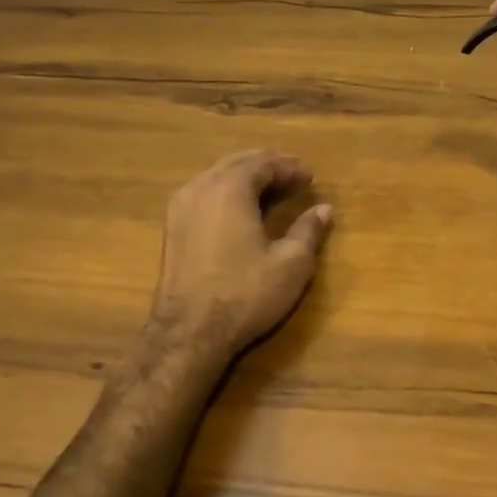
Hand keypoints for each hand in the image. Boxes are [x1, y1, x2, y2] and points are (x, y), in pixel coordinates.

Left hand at [150, 150, 333, 362]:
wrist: (188, 333)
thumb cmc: (245, 293)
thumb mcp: (291, 263)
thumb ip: (309, 230)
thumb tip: (324, 209)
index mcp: (230, 188)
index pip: (263, 163)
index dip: (289, 167)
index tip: (310, 177)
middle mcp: (201, 188)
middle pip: (237, 163)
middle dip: (267, 166)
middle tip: (292, 175)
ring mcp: (180, 207)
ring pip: (216, 176)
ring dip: (245, 177)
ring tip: (270, 190)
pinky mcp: (171, 229)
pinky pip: (203, 194)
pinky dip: (226, 192)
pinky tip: (240, 209)